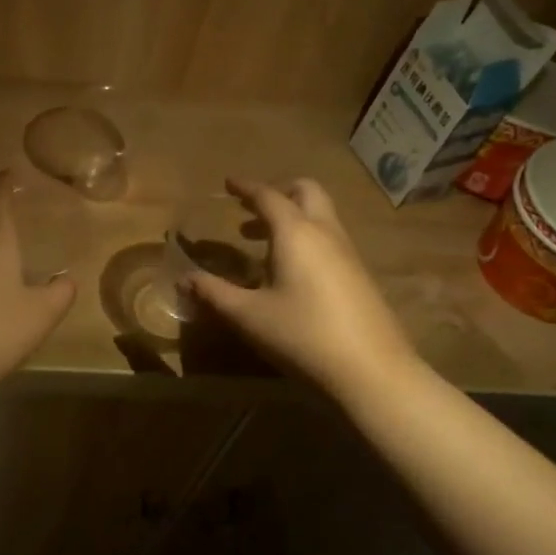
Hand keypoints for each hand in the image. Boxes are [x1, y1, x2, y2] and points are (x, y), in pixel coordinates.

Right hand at [187, 177, 422, 401]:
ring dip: (292, 216)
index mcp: (296, 233)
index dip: (246, 187)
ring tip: (261, 240)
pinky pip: (329, 238)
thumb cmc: (302, 334)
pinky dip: (306, 237)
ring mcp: (348, 253)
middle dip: (278, 192)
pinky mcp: (359, 276)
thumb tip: (183, 278)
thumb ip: (213, 293)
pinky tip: (290, 270)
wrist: (371, 371)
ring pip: (321, 215)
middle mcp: (325, 233)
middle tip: (251, 208)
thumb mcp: (248, 315)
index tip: (228, 183)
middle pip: (306, 192)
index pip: (268, 196)